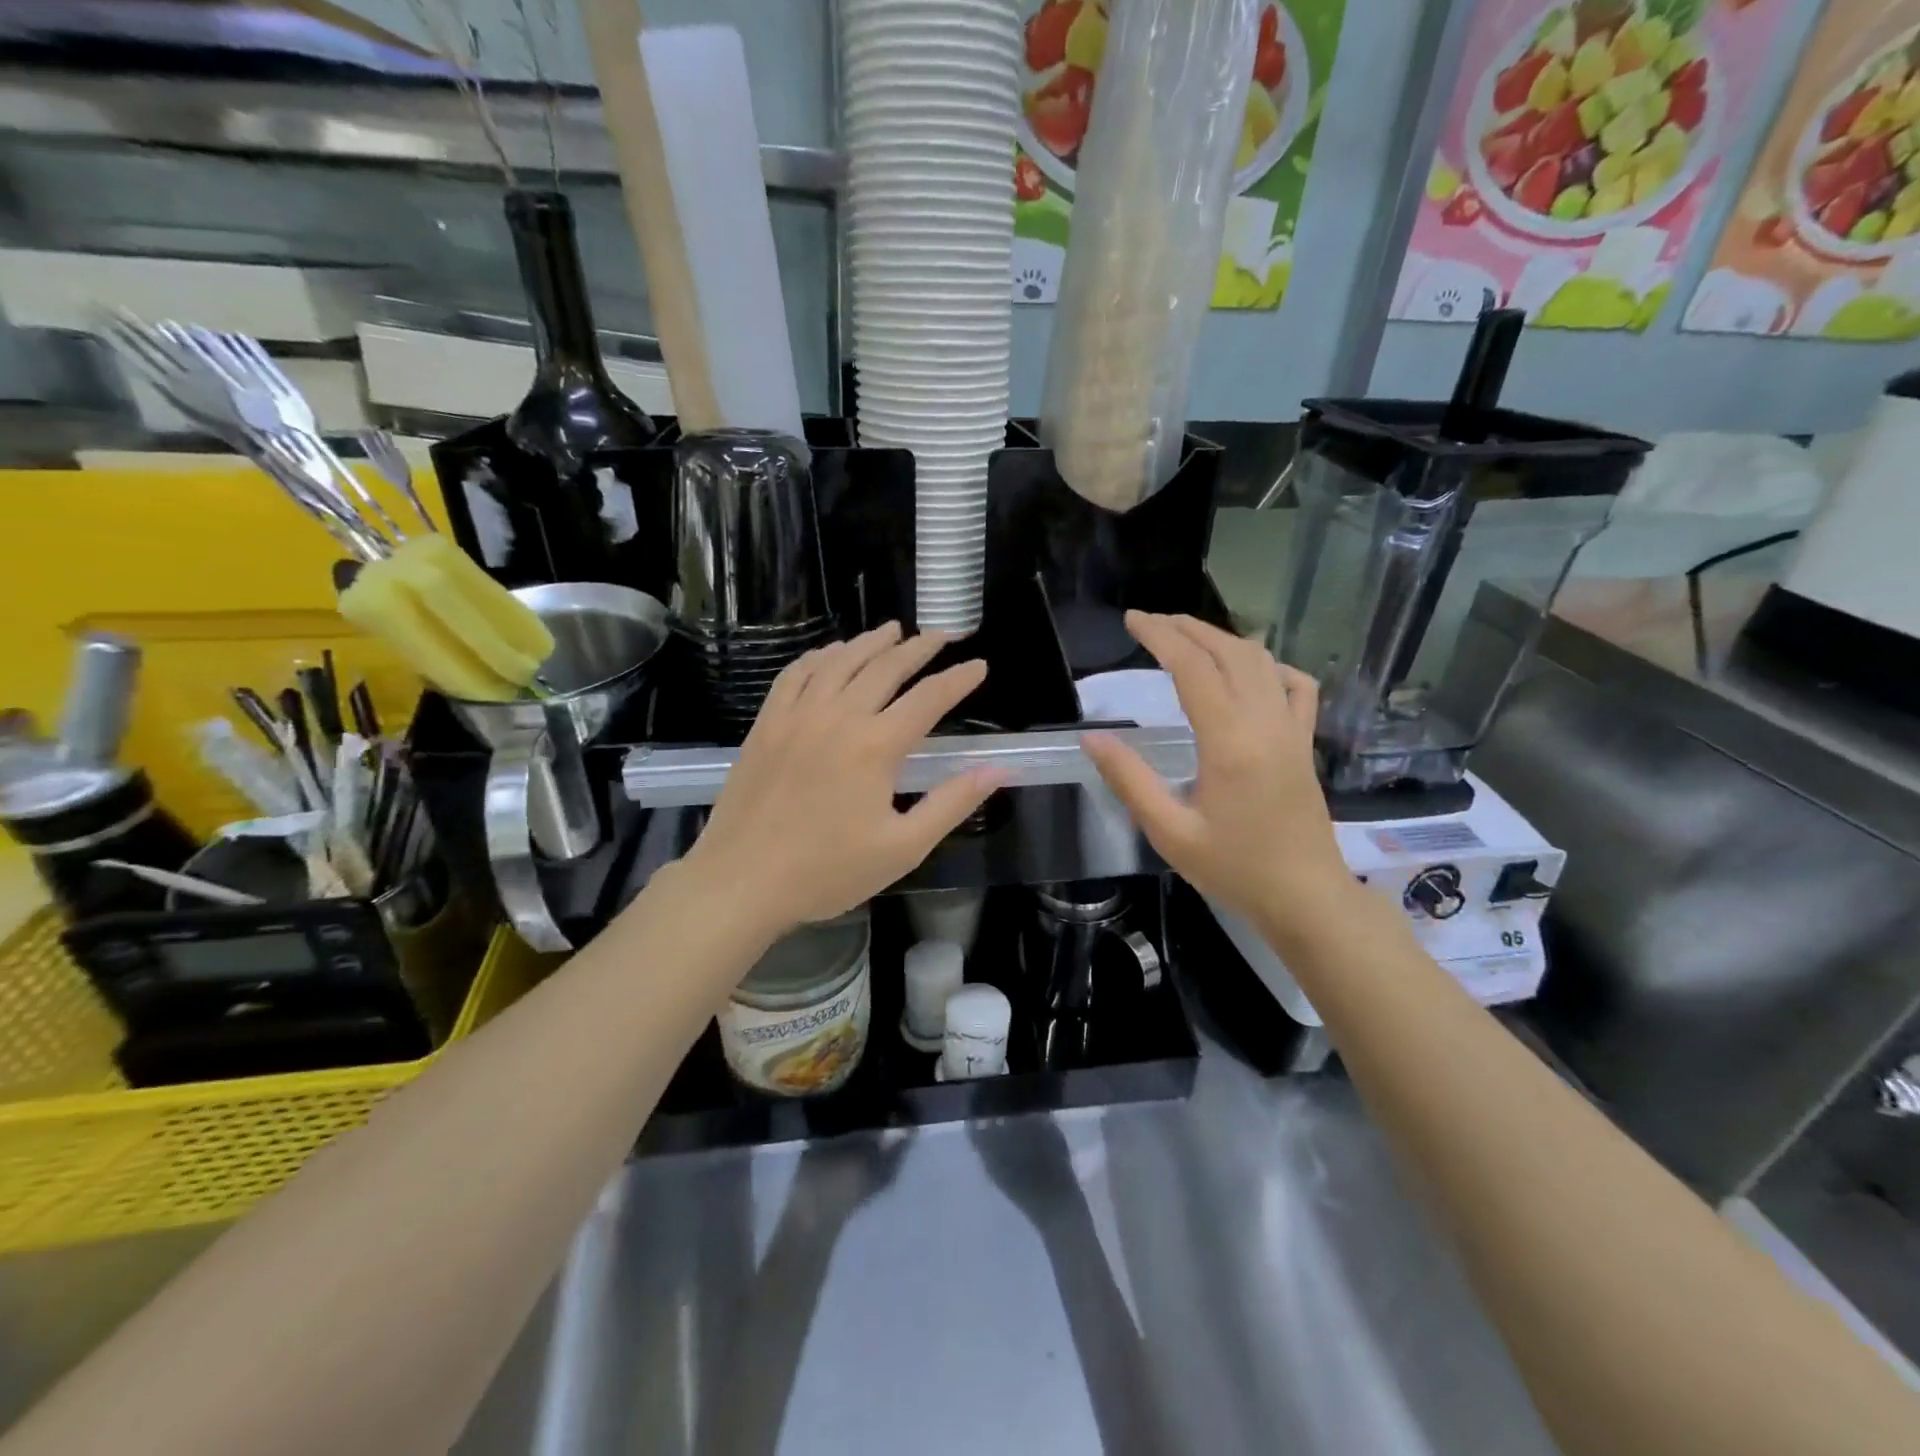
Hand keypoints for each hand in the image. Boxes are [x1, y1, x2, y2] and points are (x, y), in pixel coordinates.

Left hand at [683, 623, 1000, 938]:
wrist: (742, 881)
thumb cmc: (828, 871)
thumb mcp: (903, 847)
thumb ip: (953, 802)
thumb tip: (998, 769)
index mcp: (876, 746)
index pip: (928, 698)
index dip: (958, 679)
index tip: (978, 665)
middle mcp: (838, 716)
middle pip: (886, 667)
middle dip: (919, 647)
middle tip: (942, 635)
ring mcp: (797, 715)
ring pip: (840, 661)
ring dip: (871, 642)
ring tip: (893, 630)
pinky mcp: (767, 724)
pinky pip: (796, 674)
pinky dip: (819, 656)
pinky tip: (831, 653)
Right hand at [1081, 612, 1351, 927]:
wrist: (1305, 897)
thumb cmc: (1234, 869)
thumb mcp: (1169, 832)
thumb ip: (1130, 780)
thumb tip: (1093, 738)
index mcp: (1229, 741)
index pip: (1193, 667)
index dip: (1160, 636)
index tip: (1131, 620)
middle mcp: (1265, 723)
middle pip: (1228, 652)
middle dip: (1187, 628)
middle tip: (1150, 621)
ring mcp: (1292, 730)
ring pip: (1261, 661)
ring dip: (1222, 639)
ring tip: (1186, 636)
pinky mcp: (1304, 743)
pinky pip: (1296, 687)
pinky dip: (1270, 666)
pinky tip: (1250, 670)